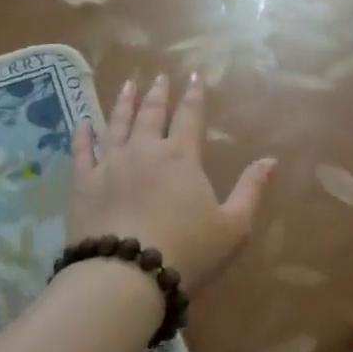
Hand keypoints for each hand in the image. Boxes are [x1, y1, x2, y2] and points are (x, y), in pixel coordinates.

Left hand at [70, 73, 275, 292]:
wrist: (126, 276)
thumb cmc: (188, 251)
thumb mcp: (234, 226)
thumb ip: (251, 190)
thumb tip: (271, 160)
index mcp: (181, 157)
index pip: (190, 116)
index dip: (194, 95)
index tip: (193, 75)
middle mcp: (144, 151)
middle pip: (151, 114)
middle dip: (157, 94)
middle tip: (158, 77)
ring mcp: (109, 164)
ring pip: (116, 124)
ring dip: (123, 103)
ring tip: (127, 85)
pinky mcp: (83, 184)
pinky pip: (81, 151)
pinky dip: (83, 134)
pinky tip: (83, 122)